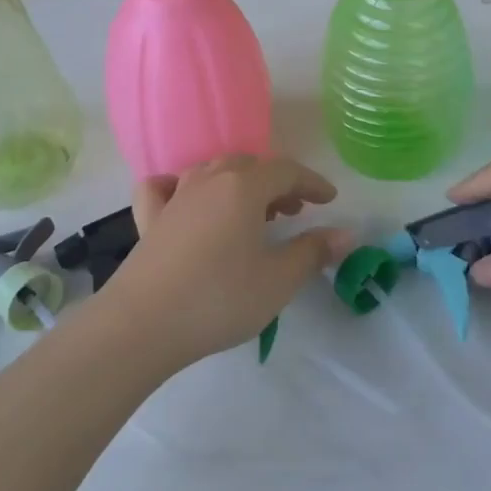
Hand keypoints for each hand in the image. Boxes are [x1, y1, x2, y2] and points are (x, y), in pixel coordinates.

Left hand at [103, 155, 352, 365]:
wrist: (143, 323)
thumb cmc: (220, 298)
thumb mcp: (278, 280)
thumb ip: (313, 252)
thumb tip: (346, 233)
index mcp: (243, 188)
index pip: (286, 171)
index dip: (312, 182)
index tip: (330, 200)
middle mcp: (208, 181)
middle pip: (249, 166)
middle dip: (276, 183)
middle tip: (293, 211)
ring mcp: (174, 198)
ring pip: (211, 172)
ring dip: (238, 184)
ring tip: (252, 212)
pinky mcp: (148, 220)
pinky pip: (165, 188)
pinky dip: (181, 187)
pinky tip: (185, 201)